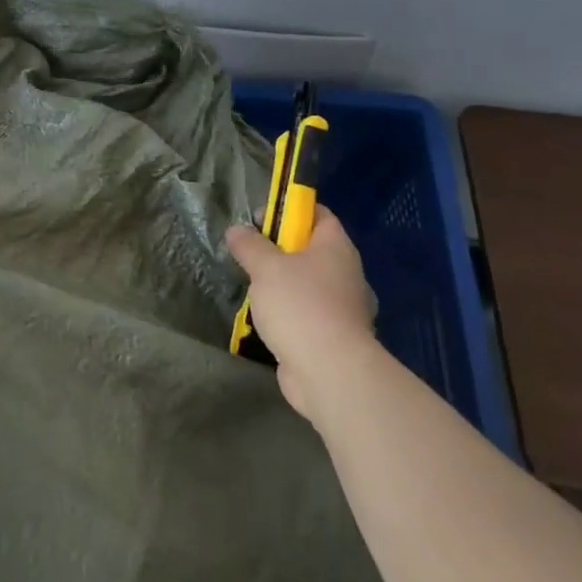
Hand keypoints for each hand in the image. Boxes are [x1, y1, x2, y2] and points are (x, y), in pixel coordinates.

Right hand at [226, 207, 378, 427]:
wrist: (329, 372)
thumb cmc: (300, 306)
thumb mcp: (266, 267)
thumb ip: (249, 245)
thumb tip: (237, 230)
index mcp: (336, 248)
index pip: (319, 214)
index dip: (291, 209)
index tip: (260, 217)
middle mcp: (344, 273)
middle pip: (310, 249)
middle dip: (279, 249)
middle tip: (248, 253)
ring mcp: (341, 307)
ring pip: (307, 283)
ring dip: (281, 283)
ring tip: (251, 287)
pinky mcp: (332, 335)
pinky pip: (306, 312)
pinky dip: (287, 312)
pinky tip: (265, 318)